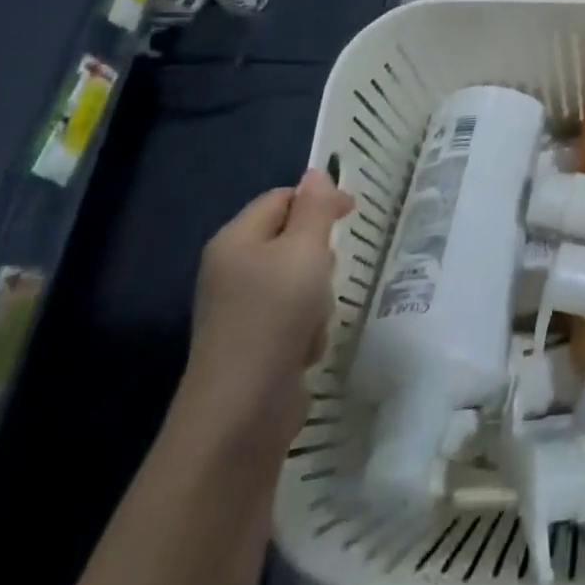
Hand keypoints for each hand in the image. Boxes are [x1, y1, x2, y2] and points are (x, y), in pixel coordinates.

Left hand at [175, 169, 352, 458]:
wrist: (242, 411)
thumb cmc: (275, 315)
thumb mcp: (305, 250)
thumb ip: (315, 209)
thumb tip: (317, 173)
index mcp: (235, 240)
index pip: (281, 198)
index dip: (318, 200)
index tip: (352, 214)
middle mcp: (231, 270)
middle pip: (290, 239)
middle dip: (319, 254)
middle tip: (328, 271)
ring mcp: (240, 311)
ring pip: (298, 280)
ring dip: (318, 295)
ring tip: (316, 316)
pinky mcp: (254, 345)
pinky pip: (292, 318)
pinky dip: (308, 328)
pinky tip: (307, 347)